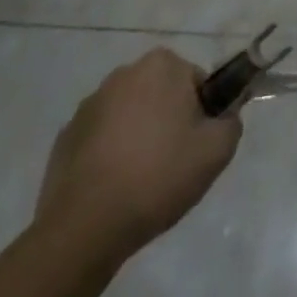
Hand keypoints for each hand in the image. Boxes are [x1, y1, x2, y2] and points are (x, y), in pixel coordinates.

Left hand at [34, 47, 241, 264]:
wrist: (84, 229)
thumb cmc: (158, 176)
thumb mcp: (218, 149)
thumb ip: (231, 121)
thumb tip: (222, 118)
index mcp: (161, 66)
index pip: (196, 82)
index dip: (202, 113)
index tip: (197, 145)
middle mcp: (123, 74)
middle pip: (161, 94)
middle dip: (169, 120)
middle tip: (174, 162)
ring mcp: (88, 107)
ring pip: (130, 116)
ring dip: (138, 136)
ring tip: (141, 180)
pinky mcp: (64, 139)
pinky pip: (101, 139)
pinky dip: (110, 155)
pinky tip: (114, 188)